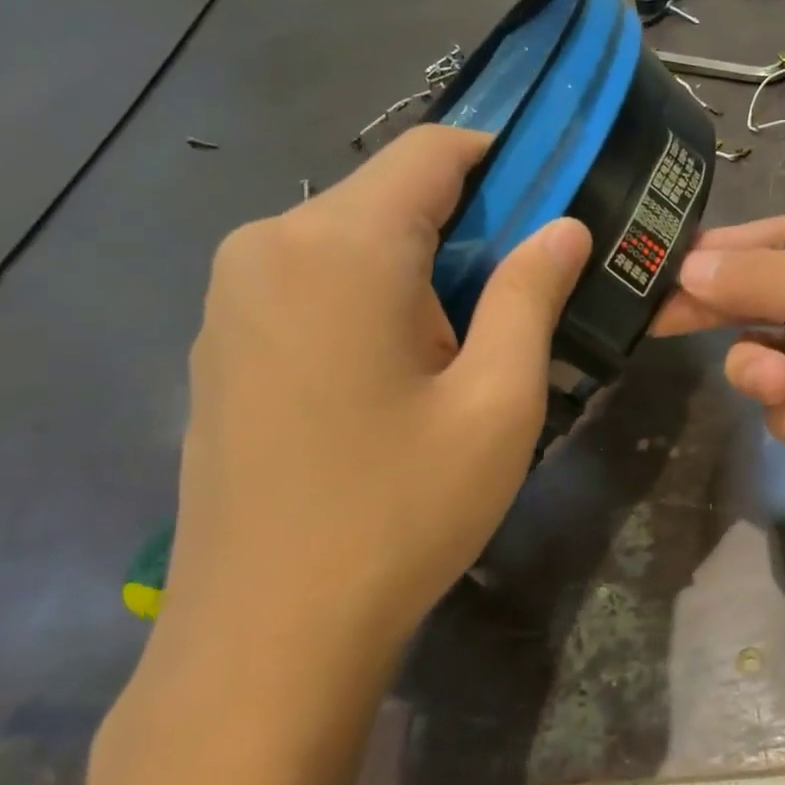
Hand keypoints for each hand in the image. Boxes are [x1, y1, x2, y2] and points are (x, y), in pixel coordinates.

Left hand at [162, 126, 590, 663]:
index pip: (433, 150)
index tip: (554, 205)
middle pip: (391, 193)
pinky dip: (370, 296)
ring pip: (352, 238)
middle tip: (521, 301)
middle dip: (467, 227)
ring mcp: (231, 293)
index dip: (504, 161)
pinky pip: (312, 281)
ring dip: (419, 268)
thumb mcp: (497, 403)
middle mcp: (269, 242)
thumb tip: (565, 226)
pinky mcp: (220, 339)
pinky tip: (395, 376)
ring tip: (462, 350)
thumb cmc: (400, 512)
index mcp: (340, 244)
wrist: (267, 635)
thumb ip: (532, 295)